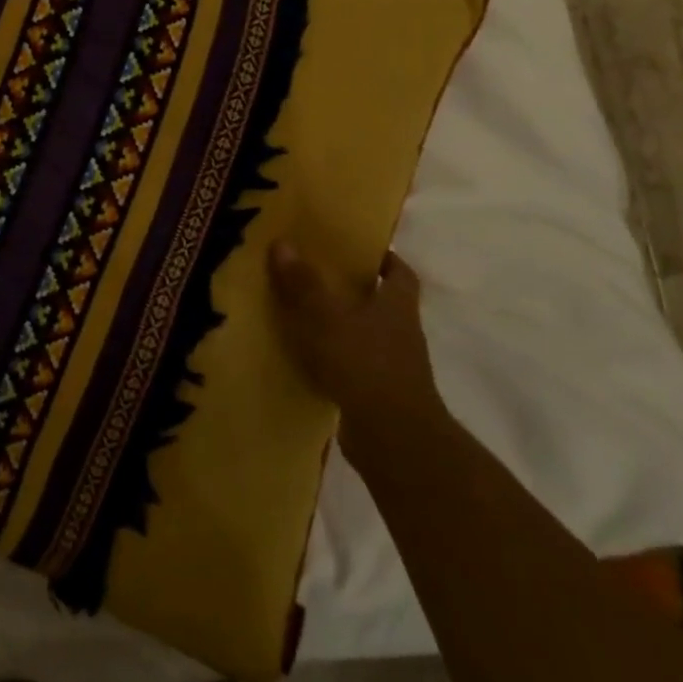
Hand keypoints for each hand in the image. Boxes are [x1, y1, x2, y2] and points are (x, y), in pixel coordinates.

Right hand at [268, 244, 447, 460]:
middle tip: (315, 274)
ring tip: (301, 314)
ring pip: (364, 335)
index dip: (383, 258)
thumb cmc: (364, 364)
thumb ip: (303, 283)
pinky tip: (304, 358)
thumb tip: (282, 242)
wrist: (392, 439)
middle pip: (381, 303)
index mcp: (397, 306)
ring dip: (340, 326)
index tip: (358, 248)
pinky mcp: (377, 395)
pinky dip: (332, 360)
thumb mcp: (326, 317)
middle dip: (353, 290)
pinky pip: (352, 367)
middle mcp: (400, 333)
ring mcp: (392, 367)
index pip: (400, 273)